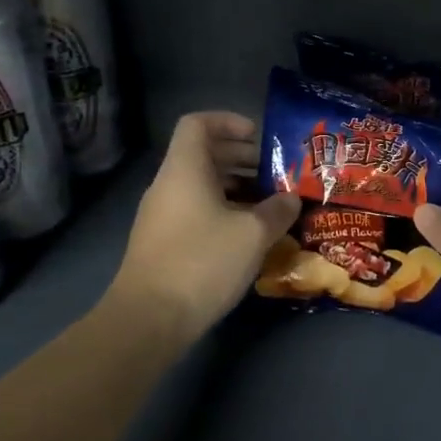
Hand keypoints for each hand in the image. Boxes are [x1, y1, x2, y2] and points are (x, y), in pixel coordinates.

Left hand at [110, 112, 301, 338]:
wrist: (149, 319)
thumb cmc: (202, 262)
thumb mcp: (253, 234)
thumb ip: (277, 210)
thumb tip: (291, 199)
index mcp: (185, 169)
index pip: (198, 123)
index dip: (229, 121)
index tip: (259, 135)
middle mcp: (168, 185)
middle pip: (203, 154)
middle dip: (242, 158)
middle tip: (276, 171)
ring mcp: (161, 215)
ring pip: (201, 186)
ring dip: (236, 188)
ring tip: (269, 204)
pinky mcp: (163, 242)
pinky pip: (196, 211)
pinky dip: (223, 211)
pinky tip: (248, 235)